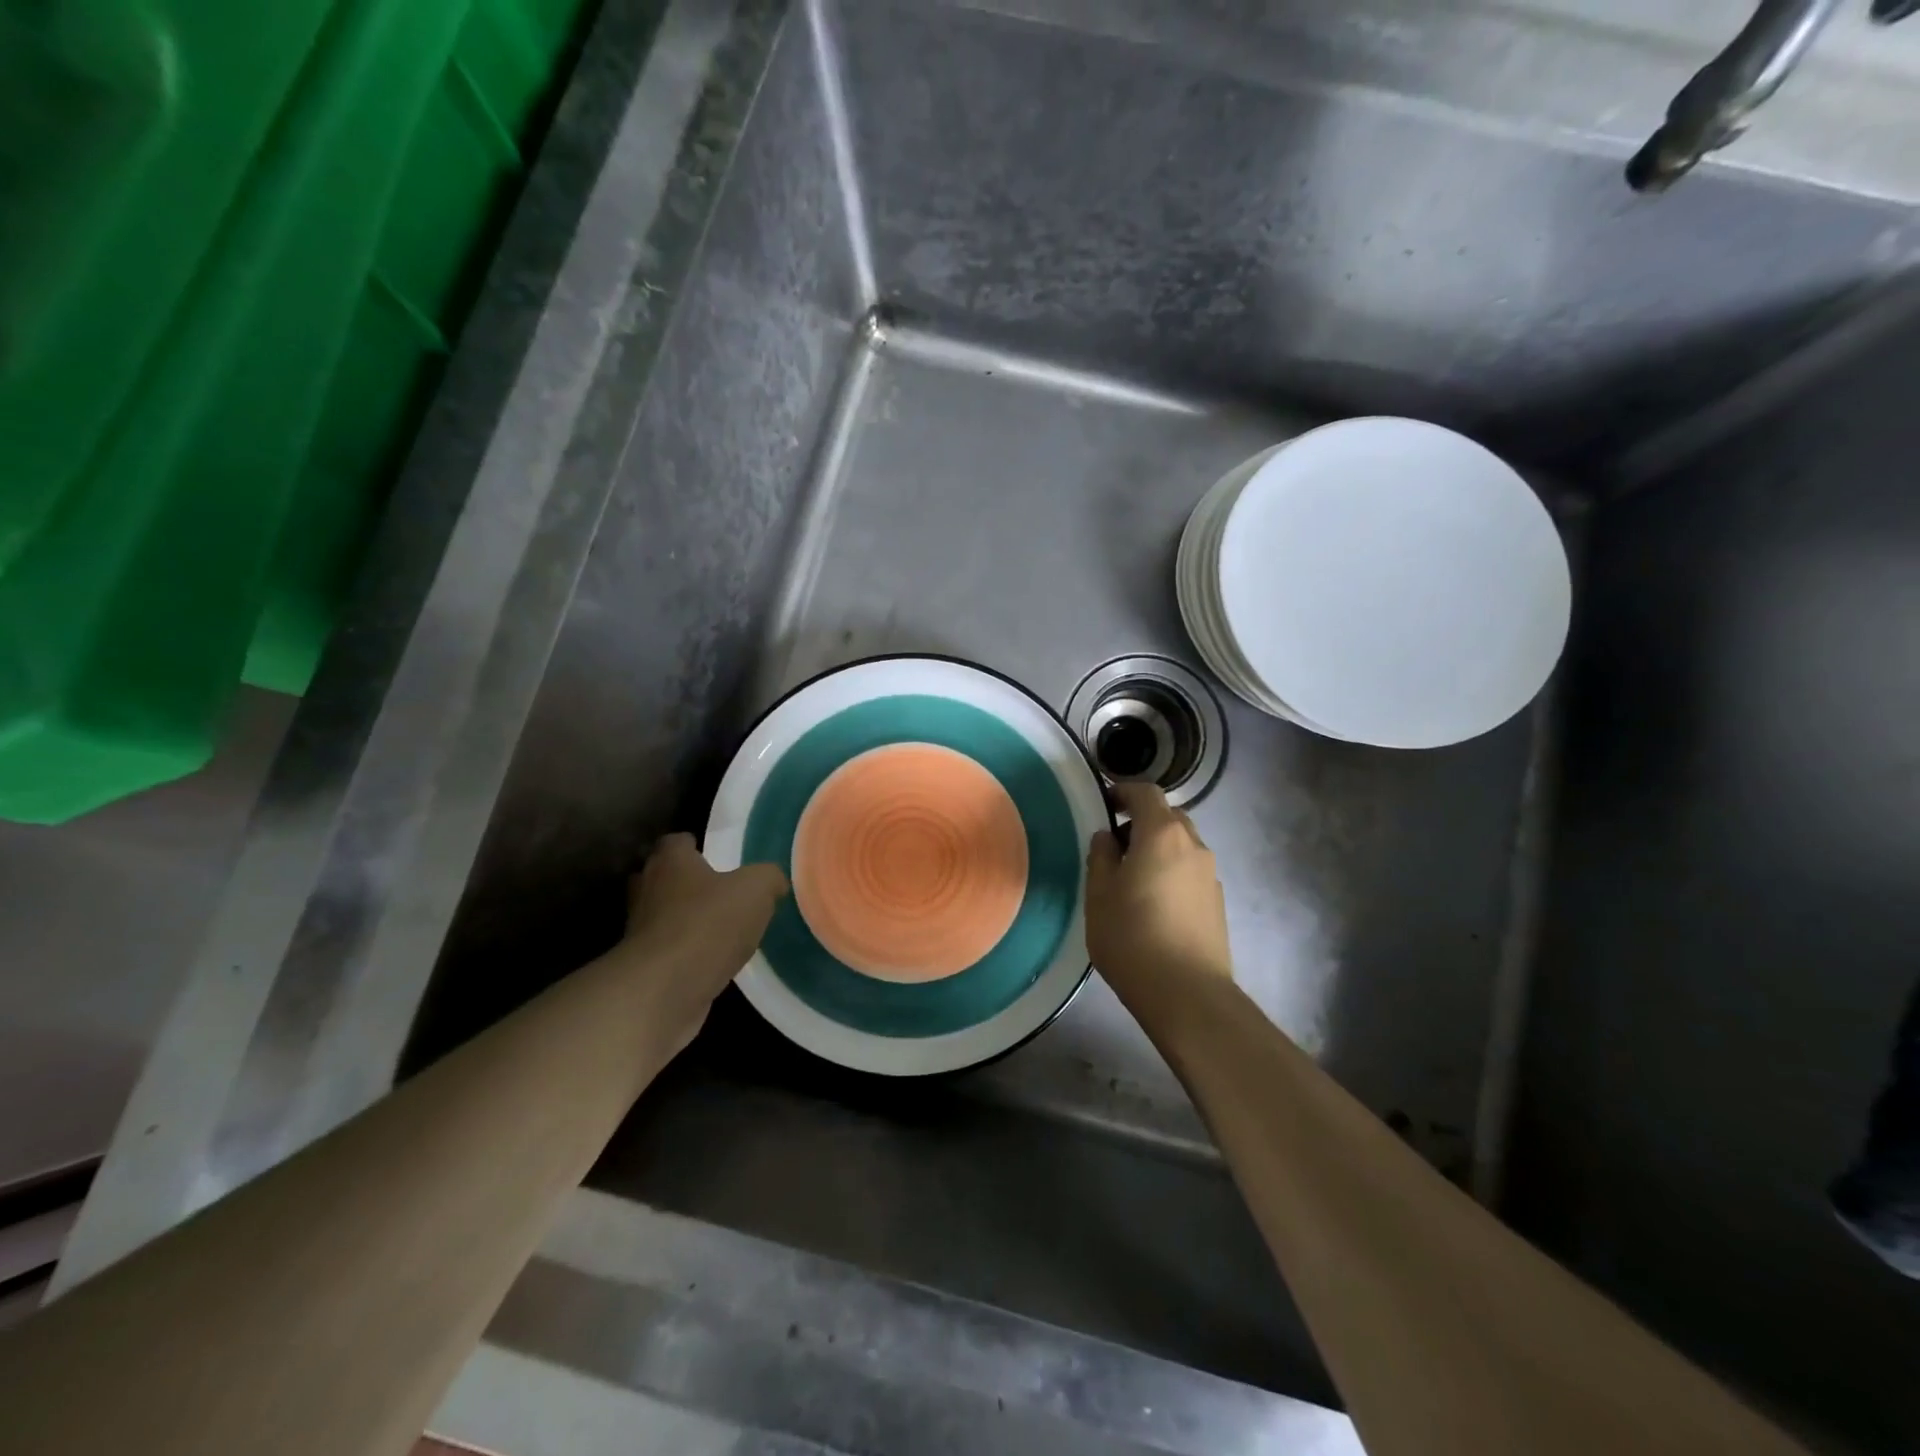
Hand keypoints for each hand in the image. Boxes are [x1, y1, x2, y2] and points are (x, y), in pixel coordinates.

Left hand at [611, 834, 788, 1030]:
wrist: (663, 990)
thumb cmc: (708, 924)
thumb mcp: (757, 889)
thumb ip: (768, 878)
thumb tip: (774, 882)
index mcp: (671, 863)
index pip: (675, 842)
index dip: (694, 845)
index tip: (715, 855)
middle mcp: (647, 890)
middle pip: (662, 877)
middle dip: (685, 882)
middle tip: (718, 890)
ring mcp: (640, 931)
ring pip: (662, 916)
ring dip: (684, 920)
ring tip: (719, 929)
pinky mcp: (643, 968)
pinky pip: (667, 951)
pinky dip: (685, 953)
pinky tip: (712, 961)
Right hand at [1085, 783, 1232, 1012]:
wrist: (1188, 994)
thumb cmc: (1132, 937)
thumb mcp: (1099, 895)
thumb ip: (1101, 857)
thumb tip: (1107, 838)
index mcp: (1162, 834)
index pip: (1146, 793)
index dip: (1123, 792)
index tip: (1104, 804)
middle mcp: (1193, 845)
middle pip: (1168, 817)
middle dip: (1141, 822)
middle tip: (1114, 847)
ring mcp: (1210, 874)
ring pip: (1181, 845)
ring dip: (1157, 849)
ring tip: (1132, 879)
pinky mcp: (1217, 901)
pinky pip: (1190, 870)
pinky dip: (1171, 871)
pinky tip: (1154, 904)